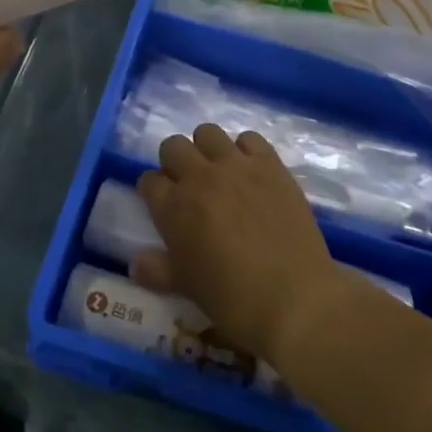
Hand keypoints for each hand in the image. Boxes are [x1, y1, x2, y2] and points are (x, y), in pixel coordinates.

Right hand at [133, 124, 351, 364]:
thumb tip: (136, 263)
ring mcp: (236, 167)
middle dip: (175, 162)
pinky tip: (251, 172)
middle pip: (173, 146)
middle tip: (189, 185)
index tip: (163, 204)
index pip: (148, 180)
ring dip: (206, 149)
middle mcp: (199, 177)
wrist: (294, 299)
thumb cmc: (232, 298)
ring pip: (207, 133)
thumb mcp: (185, 287)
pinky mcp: (270, 165)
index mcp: (173, 207)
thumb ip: (157, 270)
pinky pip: (250, 138)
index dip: (153, 191)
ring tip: (218, 172)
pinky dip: (245, 150)